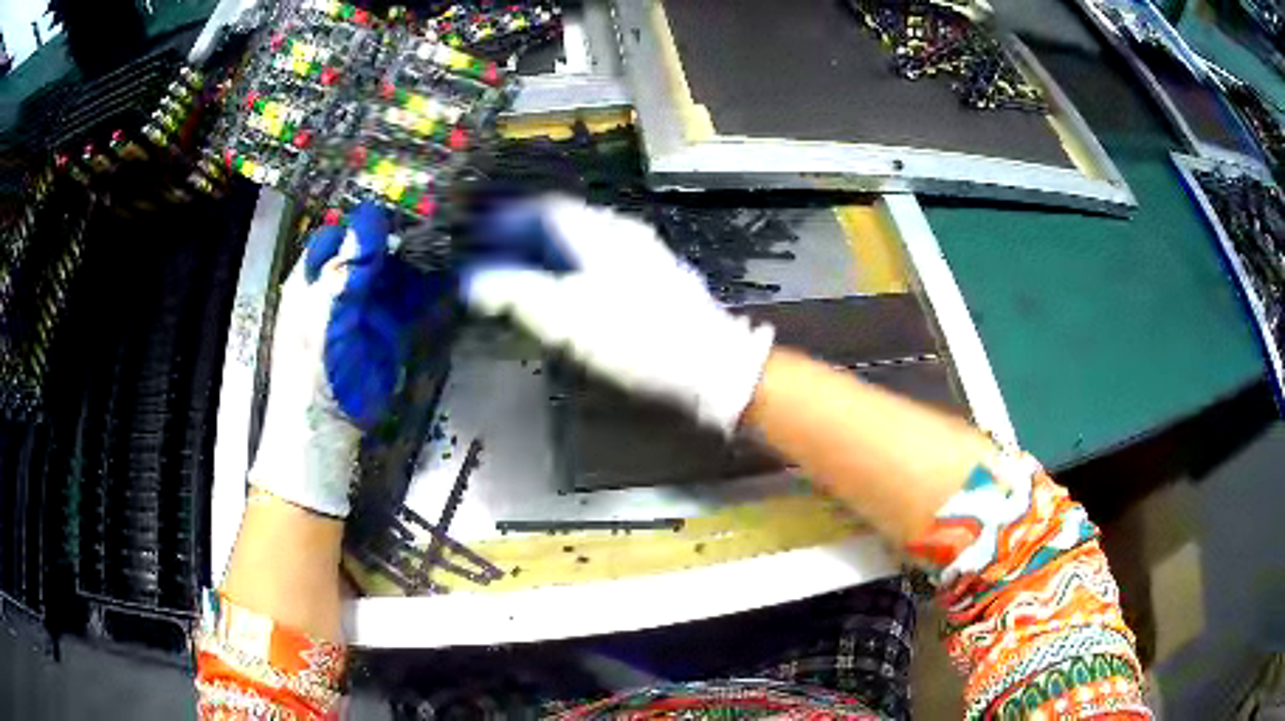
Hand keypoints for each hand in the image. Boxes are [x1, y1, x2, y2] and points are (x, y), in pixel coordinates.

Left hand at [249, 203, 445, 516]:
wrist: (329, 426)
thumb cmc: (312, 370)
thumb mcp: (325, 315)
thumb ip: (347, 269)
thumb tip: (369, 217)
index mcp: (315, 277)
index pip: (339, 235)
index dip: (364, 221)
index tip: (398, 205)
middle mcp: (342, 286)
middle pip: (372, 249)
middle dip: (400, 235)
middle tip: (434, 219)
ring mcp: (368, 307)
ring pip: (396, 271)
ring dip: (419, 259)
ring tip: (449, 242)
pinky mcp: (390, 328)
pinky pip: (412, 300)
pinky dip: (431, 288)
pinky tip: (449, 276)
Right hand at [463, 196, 774, 432]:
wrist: (709, 365)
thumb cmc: (634, 339)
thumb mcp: (565, 317)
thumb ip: (514, 294)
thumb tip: (472, 282)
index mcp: (597, 232)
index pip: (543, 209)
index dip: (507, 220)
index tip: (482, 236)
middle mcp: (621, 232)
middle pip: (563, 223)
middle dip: (524, 239)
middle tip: (497, 261)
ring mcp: (643, 254)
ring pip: (583, 243)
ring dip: (548, 256)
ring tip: (524, 280)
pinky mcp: (655, 280)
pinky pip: (601, 262)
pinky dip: (573, 272)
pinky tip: (568, 298)